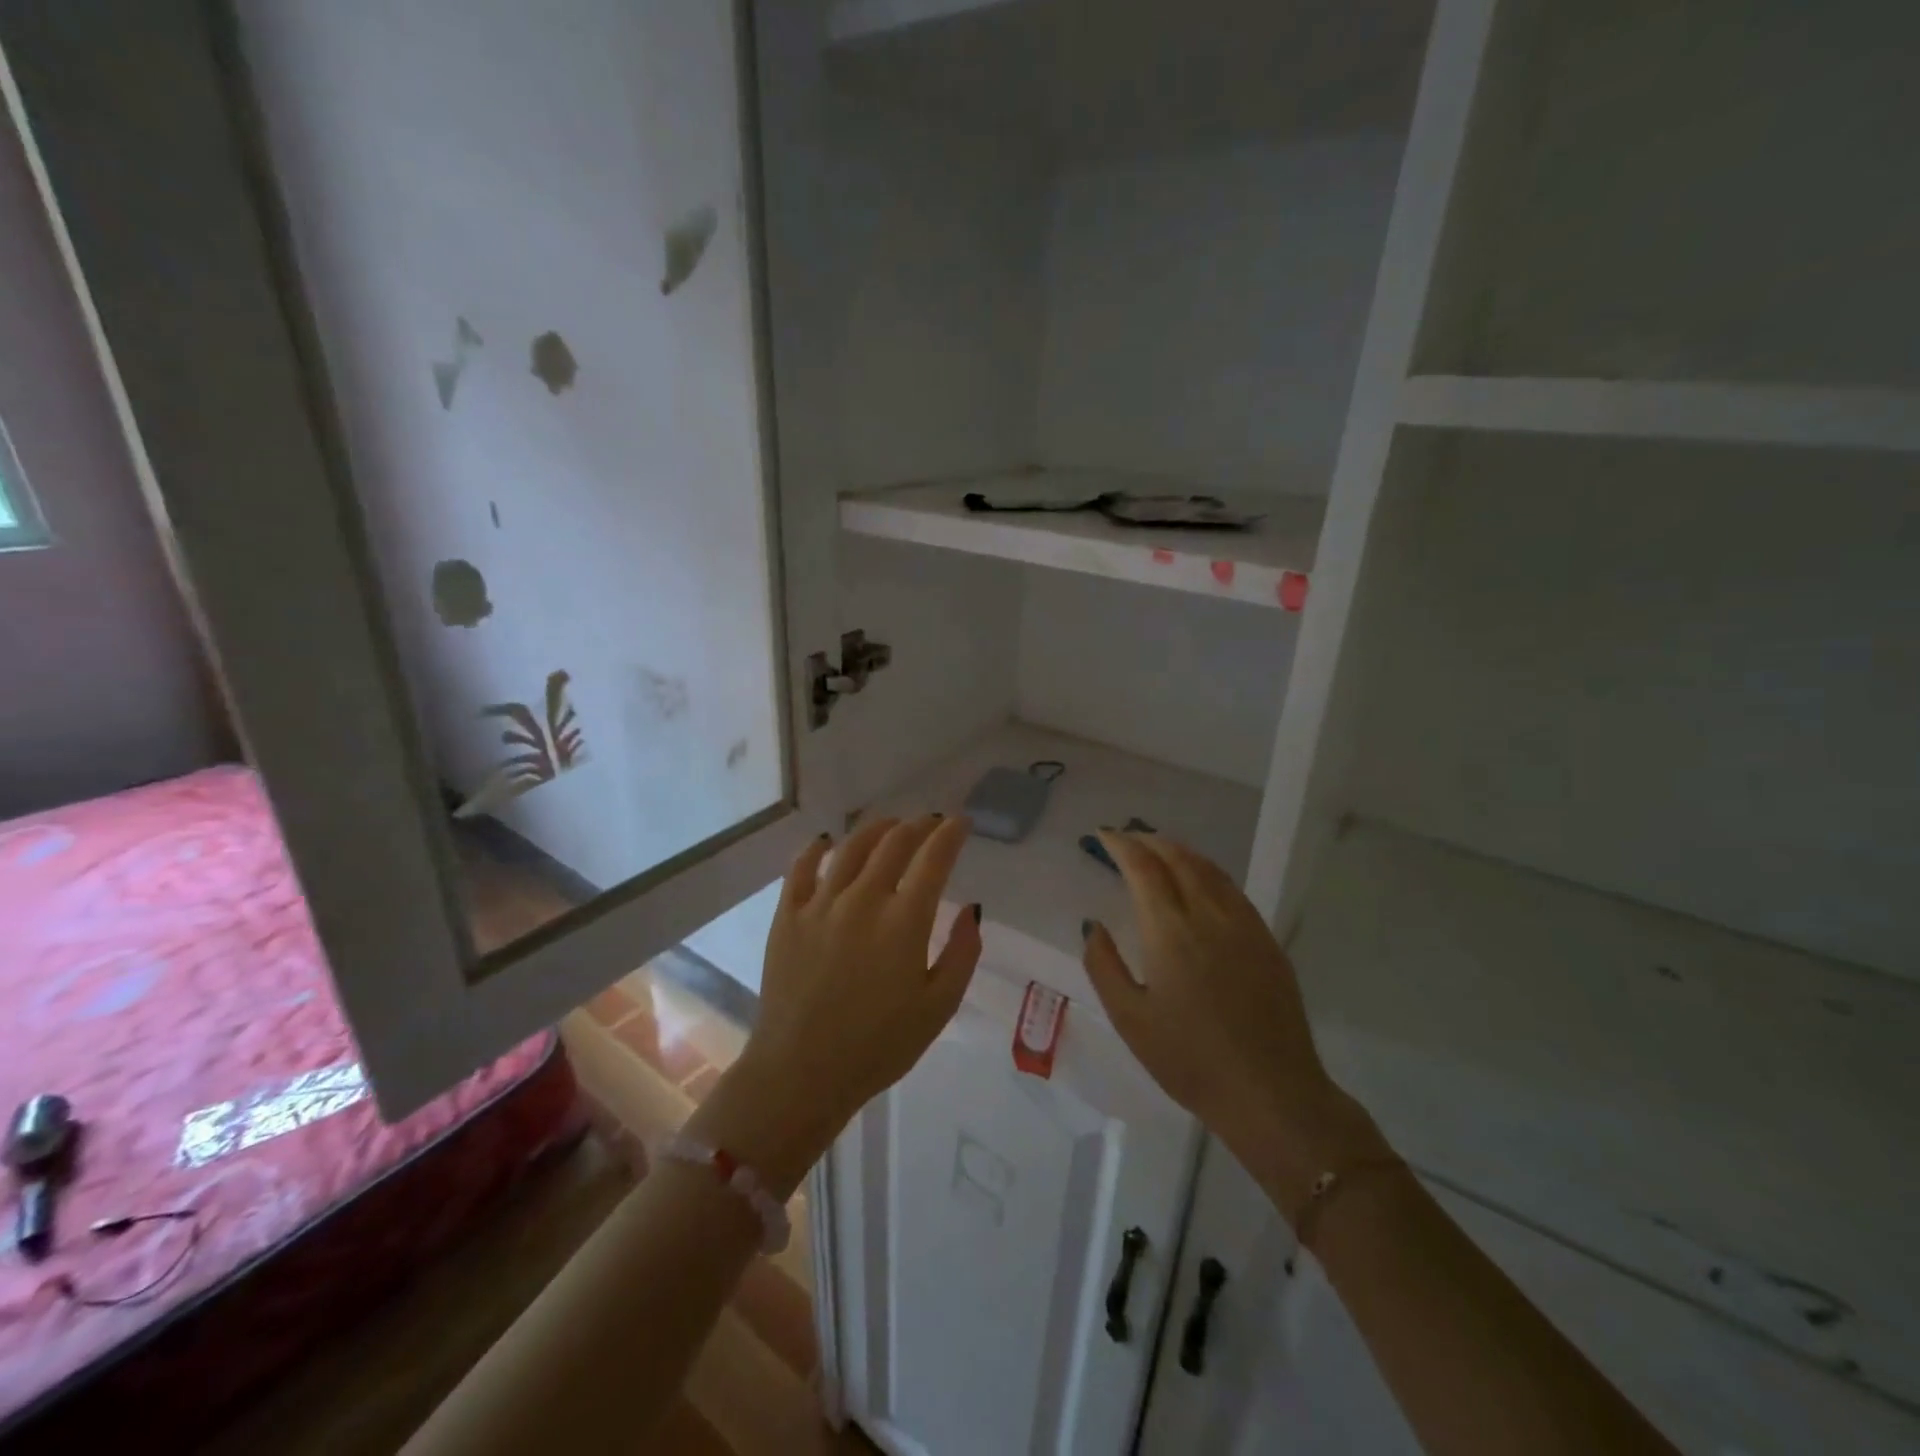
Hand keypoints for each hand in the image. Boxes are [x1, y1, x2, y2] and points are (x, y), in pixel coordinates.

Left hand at [693, 816, 981, 1195]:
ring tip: (890, 825)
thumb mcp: (939, 1007)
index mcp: (904, 921)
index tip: (961, 823)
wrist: (801, 1073)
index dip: (951, 834)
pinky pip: (801, 868)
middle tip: (931, 823)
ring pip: (851, 847)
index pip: (934, 859)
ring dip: (876, 829)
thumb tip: (971, 909)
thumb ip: (962, 953)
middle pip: (894, 843)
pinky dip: (816, 848)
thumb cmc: (879, 1046)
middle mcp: (863, 899)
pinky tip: (826, 841)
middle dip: (919, 825)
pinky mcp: (788, 916)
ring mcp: (820, 904)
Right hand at [1081, 831, 1385, 1218]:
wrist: (1271, 1094)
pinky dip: (1207, 871)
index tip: (1103, 834)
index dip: (1122, 845)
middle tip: (1127, 838)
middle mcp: (1209, 915)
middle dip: (1149, 840)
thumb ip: (1103, 965)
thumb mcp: (1130, 1019)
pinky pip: (1232, 889)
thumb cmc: (1189, 1060)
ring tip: (1158, 849)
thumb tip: (1093, 925)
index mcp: (1170, 931)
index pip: (1144, 868)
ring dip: (1179, 851)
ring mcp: (1244, 925)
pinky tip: (1200, 882)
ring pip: (1209, 869)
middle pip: (1178, 858)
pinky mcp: (1267, 941)